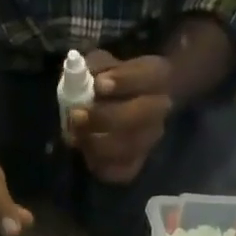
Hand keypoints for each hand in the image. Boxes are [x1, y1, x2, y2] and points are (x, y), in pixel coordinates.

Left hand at [69, 51, 173, 183]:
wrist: (123, 108)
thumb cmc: (110, 81)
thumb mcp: (103, 64)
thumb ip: (93, 67)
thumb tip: (79, 77)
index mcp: (157, 76)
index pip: (149, 75)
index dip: (124, 80)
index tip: (99, 84)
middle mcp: (160, 110)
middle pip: (139, 116)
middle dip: (105, 117)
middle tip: (77, 115)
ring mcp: (150, 140)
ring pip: (128, 147)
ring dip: (96, 143)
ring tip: (75, 134)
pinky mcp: (136, 164)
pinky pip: (119, 170)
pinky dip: (98, 163)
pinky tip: (86, 151)